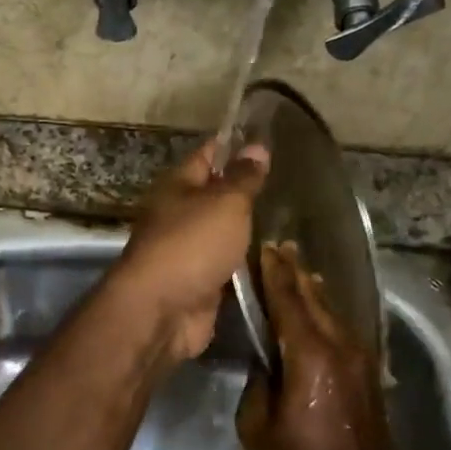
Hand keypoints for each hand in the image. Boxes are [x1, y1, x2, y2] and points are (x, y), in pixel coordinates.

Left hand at [108, 138, 269, 363]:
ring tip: (288, 216)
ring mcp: (187, 251)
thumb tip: (257, 146)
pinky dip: (245, 262)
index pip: (207, 155)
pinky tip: (274, 257)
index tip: (266, 138)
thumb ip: (243, 178)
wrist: (162, 311)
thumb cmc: (191, 244)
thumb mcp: (224, 203)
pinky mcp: (198, 283)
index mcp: (177, 186)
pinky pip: (226, 265)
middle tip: (288, 180)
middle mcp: (178, 214)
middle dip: (244, 189)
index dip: (234, 145)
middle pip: (214, 195)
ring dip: (246, 228)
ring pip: (221, 232)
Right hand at [237, 241, 398, 449]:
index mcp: (310, 357)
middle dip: (293, 271)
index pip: (288, 300)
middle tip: (277, 247)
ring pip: (332, 310)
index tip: (261, 248)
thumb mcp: (256, 428)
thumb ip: (257, 384)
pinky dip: (325, 310)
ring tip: (295, 267)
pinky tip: (317, 307)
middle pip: (314, 297)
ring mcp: (359, 360)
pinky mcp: (367, 374)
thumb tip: (264, 362)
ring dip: (311, 288)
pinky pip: (341, 328)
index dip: (272, 273)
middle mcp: (339, 348)